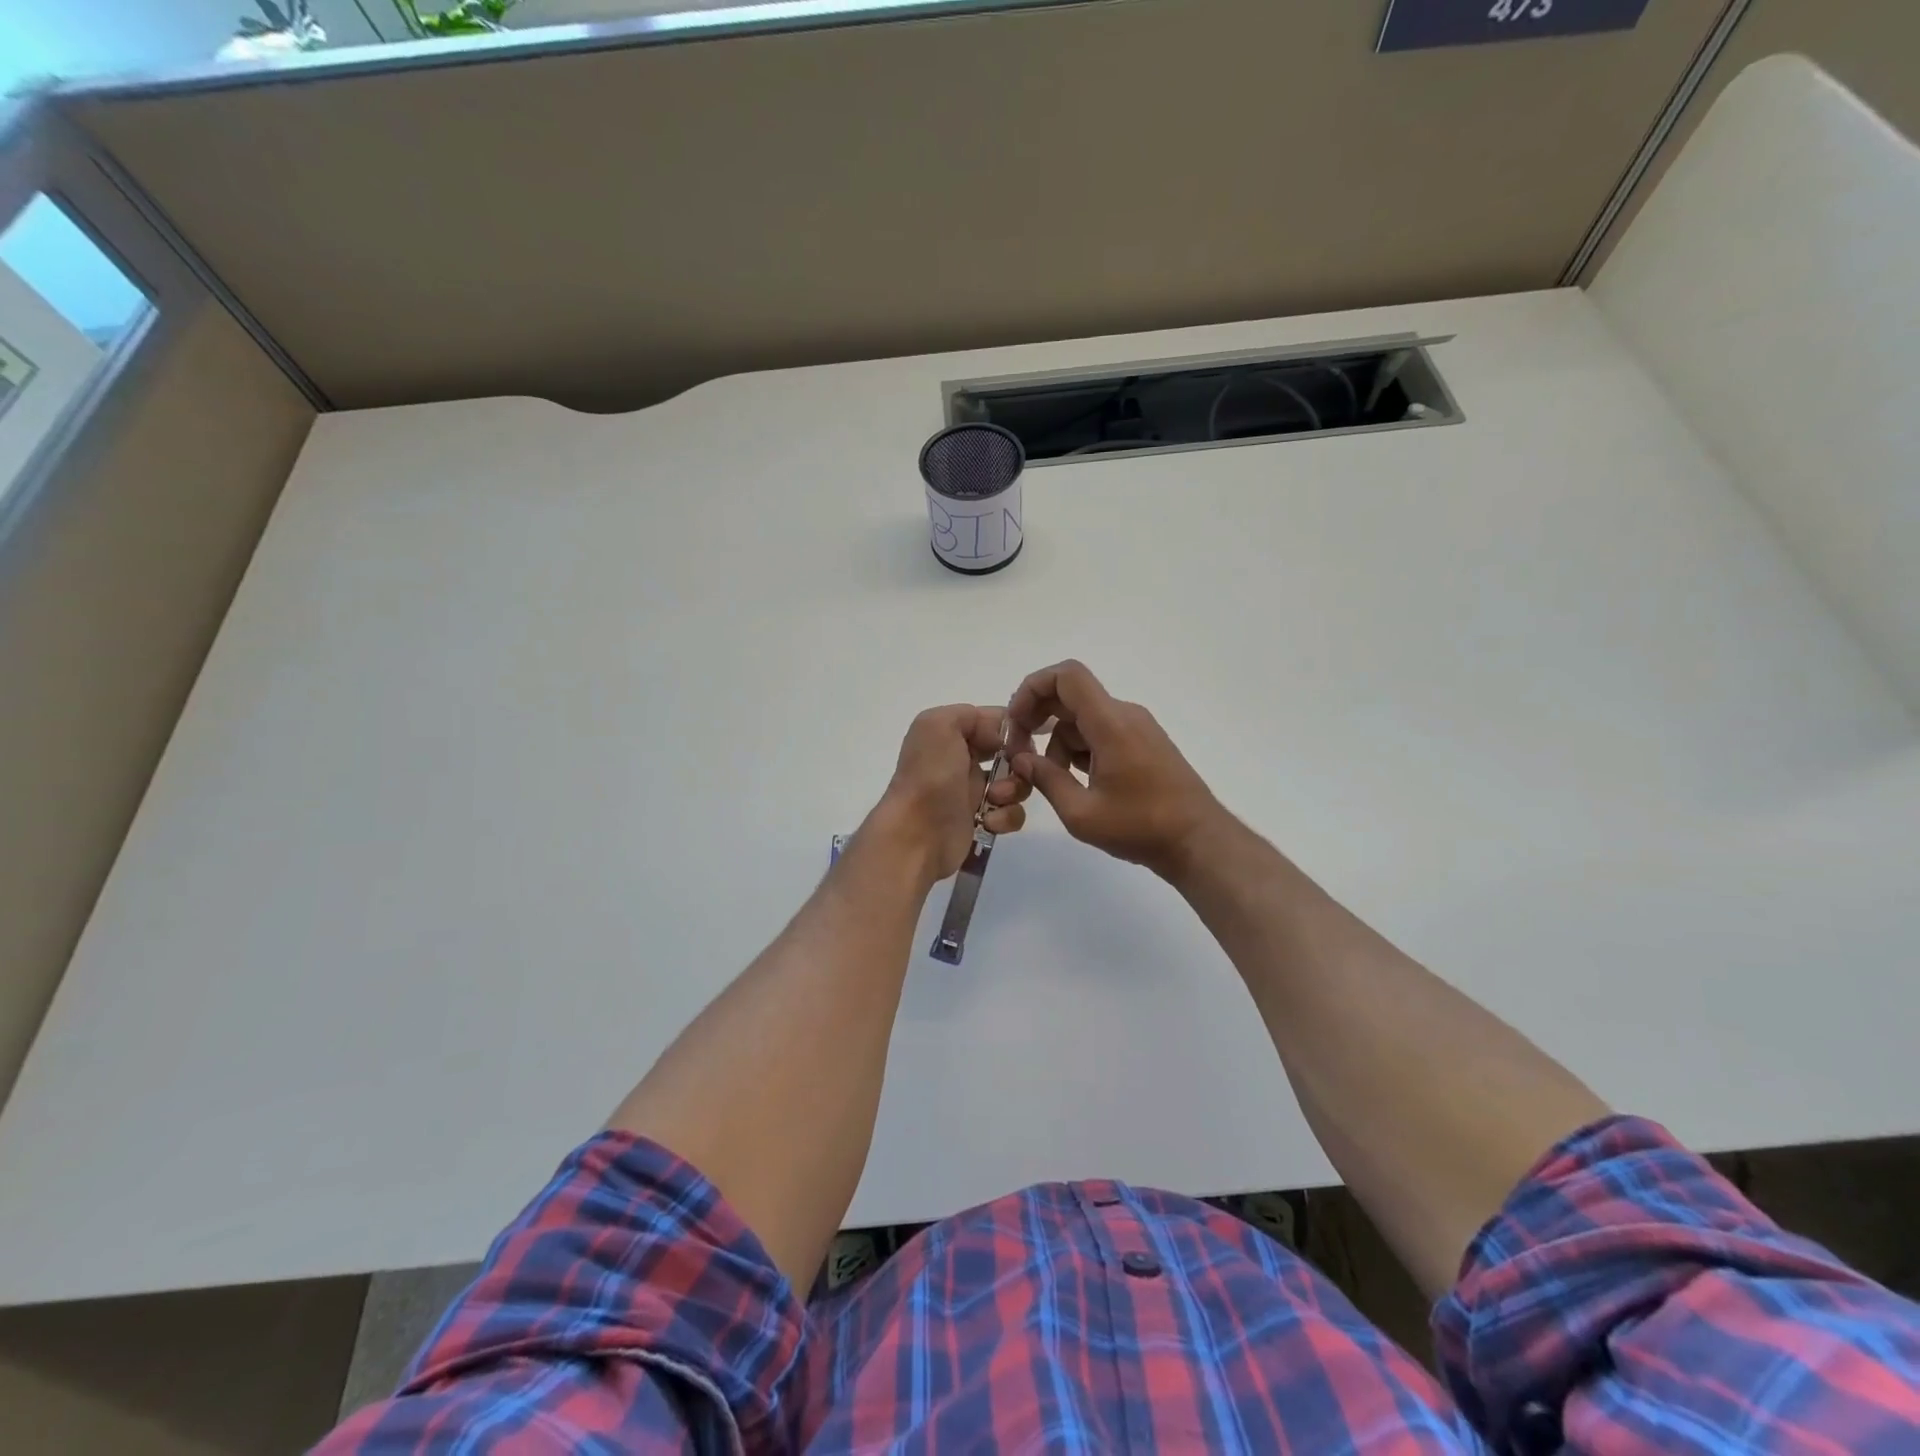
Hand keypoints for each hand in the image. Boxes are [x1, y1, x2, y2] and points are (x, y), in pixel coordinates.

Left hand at [873, 705, 1030, 882]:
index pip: (994, 722)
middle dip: (1020, 761)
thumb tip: (998, 736)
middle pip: (1011, 753)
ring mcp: (973, 793)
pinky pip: (1010, 813)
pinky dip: (1006, 817)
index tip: (1022, 742)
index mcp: (951, 735)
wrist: (917, 835)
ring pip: (1016, 783)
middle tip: (1016, 771)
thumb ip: (969, 715)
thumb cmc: (930, 777)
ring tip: (994, 799)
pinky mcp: (983, 822)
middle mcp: (961, 761)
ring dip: (1014, 790)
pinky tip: (989, 822)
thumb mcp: (938, 726)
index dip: (1014, 730)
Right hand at [1008, 660, 1224, 878]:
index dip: (1032, 688)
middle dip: (1038, 718)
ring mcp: (1136, 728)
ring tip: (1052, 780)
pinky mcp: (1143, 743)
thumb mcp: (1081, 813)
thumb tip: (1021, 758)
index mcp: (1110, 723)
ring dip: (1058, 742)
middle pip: (1070, 696)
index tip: (1016, 722)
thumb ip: (1046, 779)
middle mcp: (1124, 715)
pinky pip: (1101, 732)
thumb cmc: (1140, 827)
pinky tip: (1076, 782)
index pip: (1066, 676)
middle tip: (1021, 752)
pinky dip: (1080, 749)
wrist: (1198, 841)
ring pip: (1083, 719)